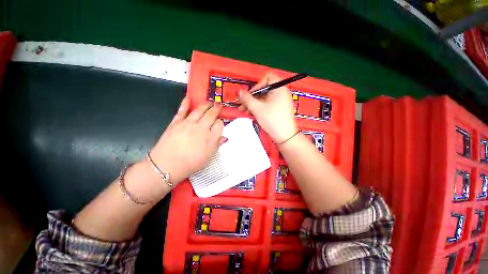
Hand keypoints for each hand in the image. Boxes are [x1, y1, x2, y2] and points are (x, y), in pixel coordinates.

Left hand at [149, 97, 224, 184]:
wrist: (167, 165)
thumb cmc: (190, 164)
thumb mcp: (207, 157)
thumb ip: (216, 145)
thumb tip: (224, 137)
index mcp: (210, 137)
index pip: (219, 124)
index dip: (221, 122)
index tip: (220, 123)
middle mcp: (201, 128)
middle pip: (211, 114)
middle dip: (216, 109)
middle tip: (219, 105)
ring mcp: (188, 123)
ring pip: (200, 110)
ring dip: (206, 104)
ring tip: (210, 102)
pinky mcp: (176, 122)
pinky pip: (182, 110)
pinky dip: (186, 103)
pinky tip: (189, 97)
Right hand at [238, 73, 297, 142]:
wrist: (285, 136)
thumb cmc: (272, 120)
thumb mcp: (257, 108)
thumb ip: (247, 99)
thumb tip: (239, 91)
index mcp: (279, 88)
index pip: (268, 77)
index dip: (257, 84)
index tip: (250, 95)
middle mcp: (281, 92)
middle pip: (264, 89)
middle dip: (252, 97)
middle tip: (242, 105)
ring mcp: (280, 101)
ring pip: (264, 98)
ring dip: (253, 104)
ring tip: (245, 111)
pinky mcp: (279, 109)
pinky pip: (267, 104)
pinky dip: (259, 107)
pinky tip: (251, 114)